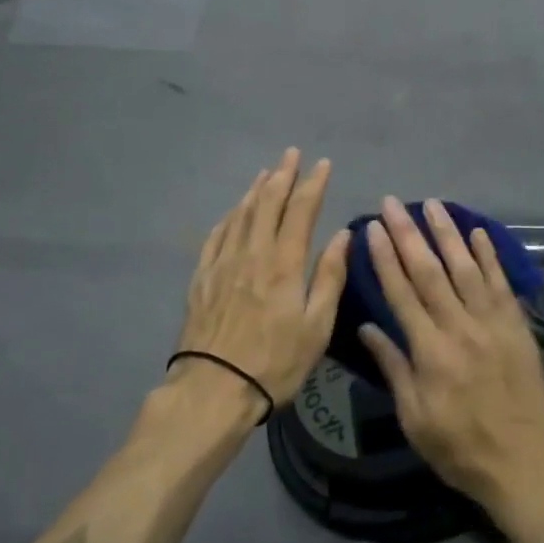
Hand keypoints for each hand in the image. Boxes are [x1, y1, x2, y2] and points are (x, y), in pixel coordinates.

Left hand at [171, 149, 349, 421]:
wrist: (213, 388)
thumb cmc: (274, 362)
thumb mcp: (317, 326)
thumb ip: (329, 276)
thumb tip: (342, 235)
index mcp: (284, 262)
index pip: (301, 210)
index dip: (313, 183)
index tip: (323, 164)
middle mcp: (252, 252)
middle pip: (267, 202)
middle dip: (282, 174)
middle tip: (291, 154)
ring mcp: (222, 263)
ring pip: (240, 214)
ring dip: (255, 189)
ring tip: (265, 172)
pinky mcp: (201, 277)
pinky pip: (216, 235)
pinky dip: (229, 216)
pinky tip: (233, 212)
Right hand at [356, 197, 543, 531]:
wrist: (525, 465)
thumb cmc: (460, 448)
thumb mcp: (414, 418)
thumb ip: (393, 368)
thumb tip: (367, 327)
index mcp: (430, 352)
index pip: (401, 293)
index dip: (385, 258)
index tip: (372, 228)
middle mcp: (460, 328)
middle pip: (430, 272)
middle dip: (408, 234)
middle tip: (392, 203)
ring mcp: (493, 324)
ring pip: (466, 268)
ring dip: (447, 233)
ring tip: (431, 204)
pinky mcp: (518, 326)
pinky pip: (502, 283)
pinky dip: (489, 255)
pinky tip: (477, 231)